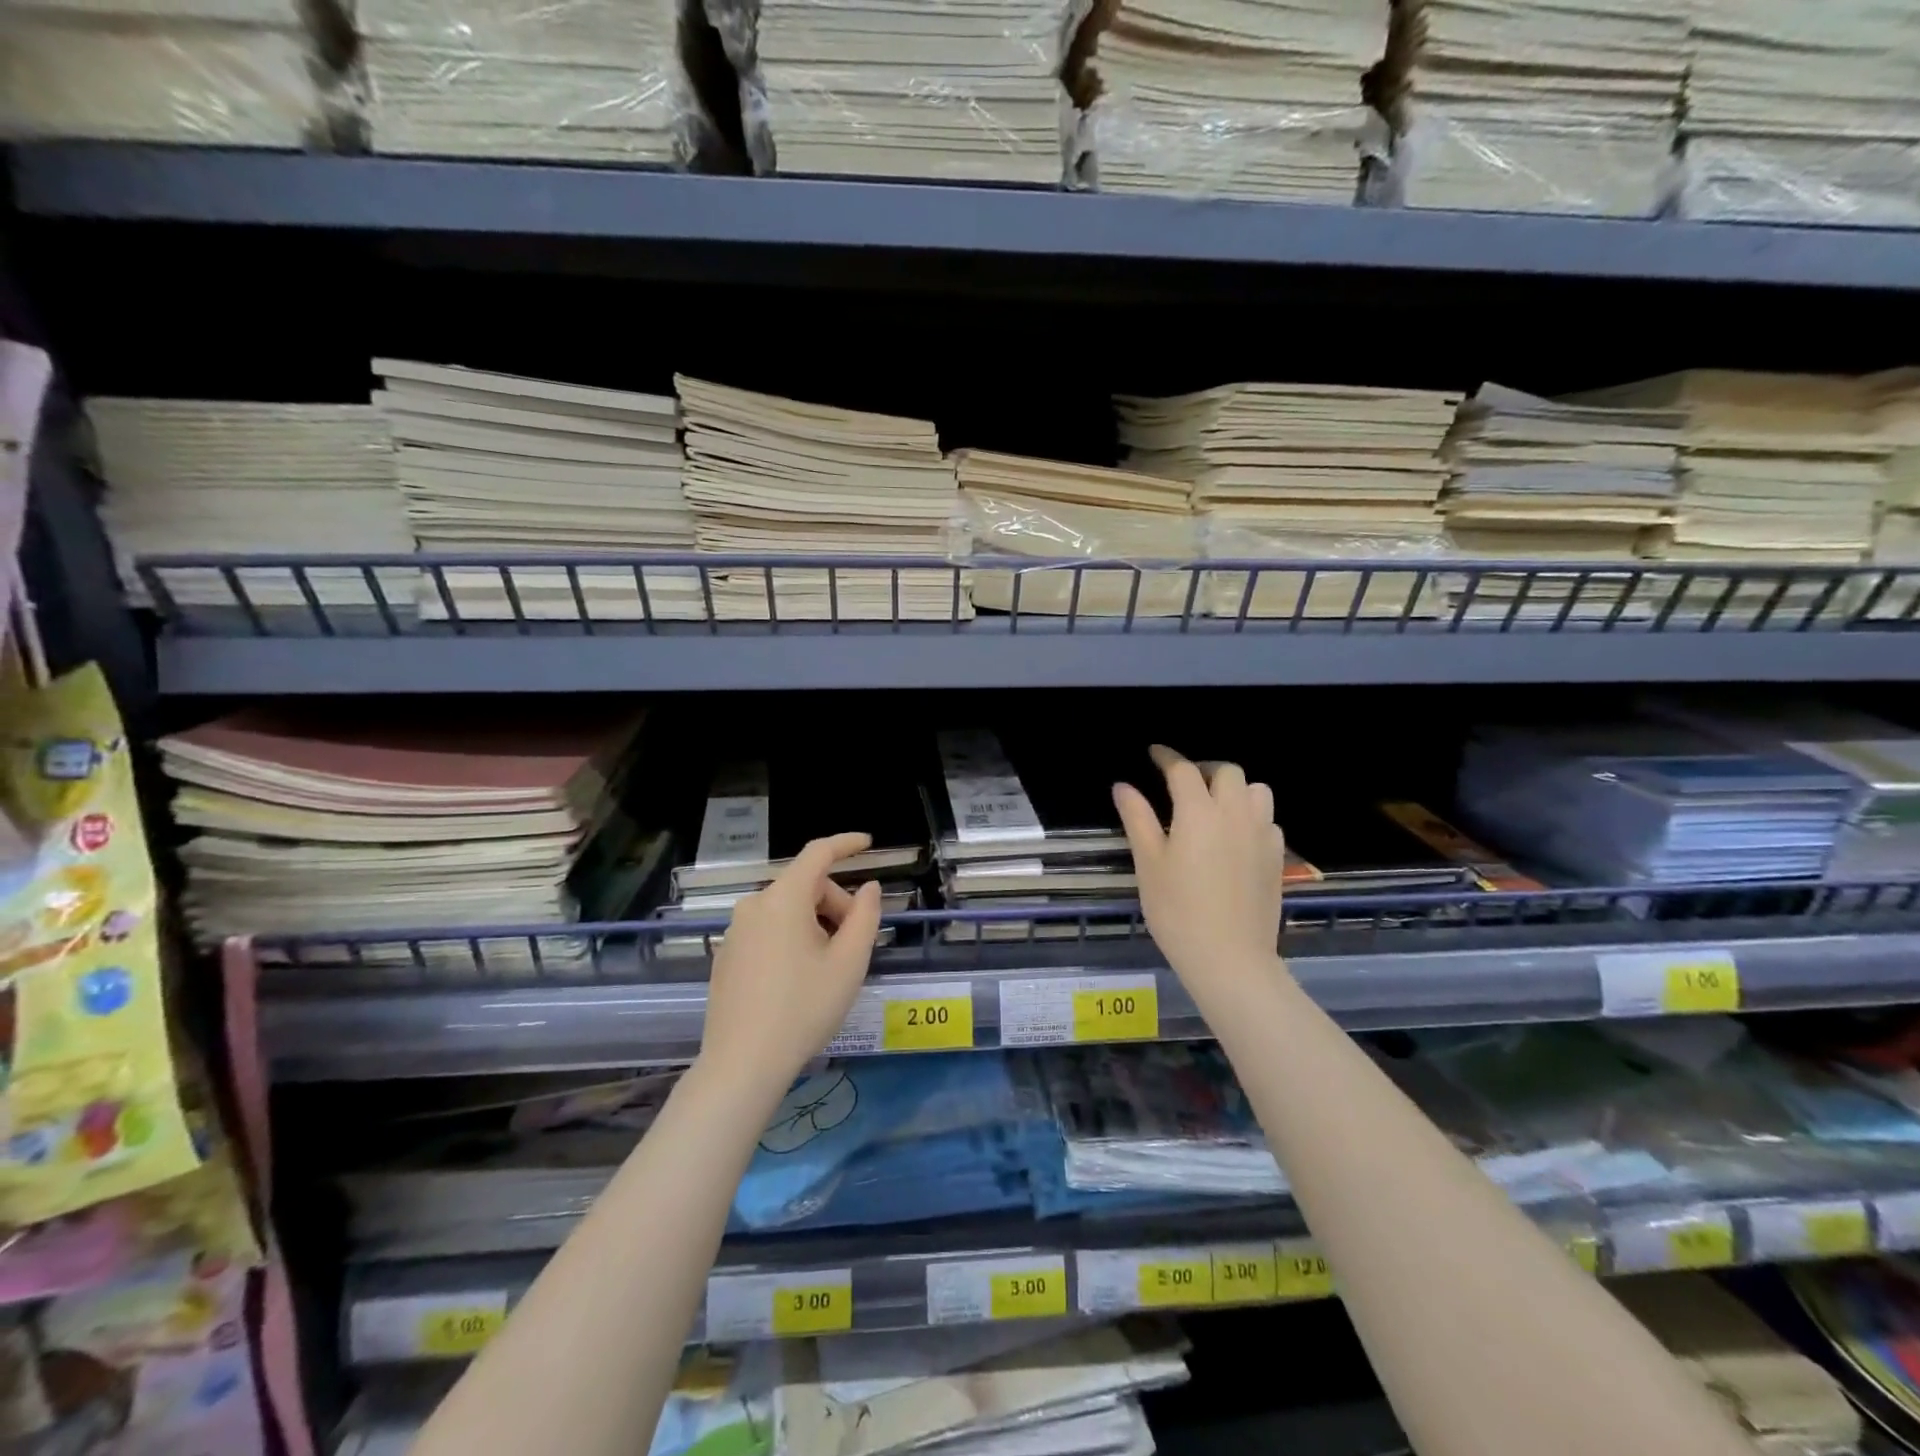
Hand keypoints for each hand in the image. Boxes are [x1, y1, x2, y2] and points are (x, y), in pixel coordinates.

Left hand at [700, 833, 883, 1093]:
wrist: (742, 1065)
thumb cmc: (804, 1009)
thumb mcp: (849, 963)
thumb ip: (865, 916)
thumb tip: (868, 888)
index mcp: (783, 899)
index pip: (818, 853)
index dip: (846, 844)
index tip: (869, 843)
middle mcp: (754, 905)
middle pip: (805, 887)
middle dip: (835, 906)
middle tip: (854, 946)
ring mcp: (735, 931)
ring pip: (787, 911)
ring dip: (815, 925)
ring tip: (828, 968)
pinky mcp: (726, 956)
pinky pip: (768, 931)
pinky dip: (791, 939)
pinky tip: (798, 981)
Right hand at [1113, 745, 1286, 1004]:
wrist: (1229, 958)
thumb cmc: (1177, 911)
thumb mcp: (1148, 863)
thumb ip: (1137, 818)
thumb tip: (1123, 786)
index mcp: (1198, 812)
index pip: (1183, 770)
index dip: (1167, 757)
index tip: (1154, 753)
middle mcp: (1235, 814)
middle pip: (1227, 772)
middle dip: (1204, 769)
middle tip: (1183, 783)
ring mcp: (1262, 834)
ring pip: (1257, 790)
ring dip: (1235, 788)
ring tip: (1215, 804)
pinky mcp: (1277, 857)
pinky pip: (1268, 819)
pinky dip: (1251, 815)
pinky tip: (1236, 836)